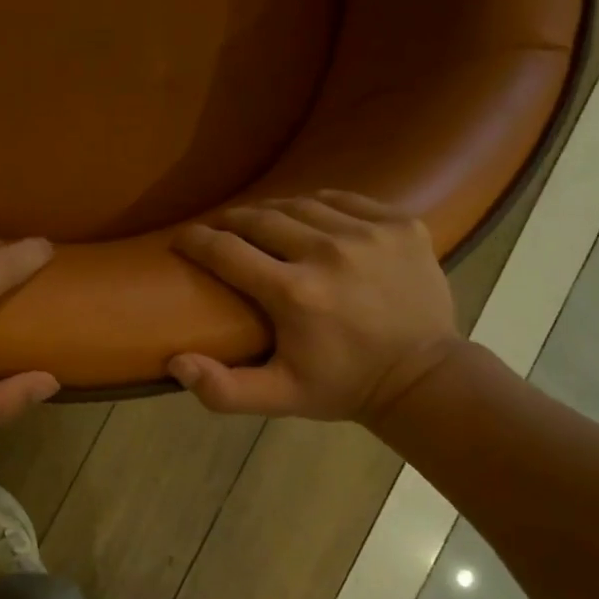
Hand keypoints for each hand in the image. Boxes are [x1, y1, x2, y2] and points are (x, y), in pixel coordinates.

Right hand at [169, 191, 460, 422]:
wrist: (423, 377)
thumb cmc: (342, 386)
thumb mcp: (279, 398)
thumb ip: (223, 389)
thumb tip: (175, 363)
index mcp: (294, 293)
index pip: (226, 251)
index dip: (196, 241)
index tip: (182, 238)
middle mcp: (328, 253)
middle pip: (261, 218)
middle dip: (231, 221)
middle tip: (218, 229)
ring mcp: (369, 234)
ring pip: (301, 205)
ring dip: (273, 212)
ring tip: (260, 224)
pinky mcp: (400, 224)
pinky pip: (344, 200)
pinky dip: (319, 205)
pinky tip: (310, 219)